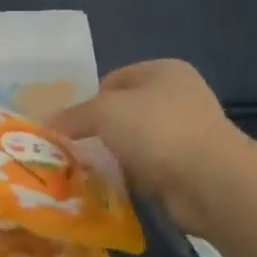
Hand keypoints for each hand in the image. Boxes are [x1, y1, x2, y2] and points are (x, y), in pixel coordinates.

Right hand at [47, 60, 249, 233]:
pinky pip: (152, 166)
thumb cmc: (156, 130)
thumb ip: (73, 115)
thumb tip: (46, 123)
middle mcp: (180, 95)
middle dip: (102, 130)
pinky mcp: (193, 166)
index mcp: (164, 70)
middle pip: (126, 111)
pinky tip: (119, 185)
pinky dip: (136, 175)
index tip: (72, 125)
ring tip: (93, 170)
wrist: (210, 181)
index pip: (114, 79)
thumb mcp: (103, 112)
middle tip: (78, 148)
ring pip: (138, 141)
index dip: (89, 100)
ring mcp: (190, 132)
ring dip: (118, 155)